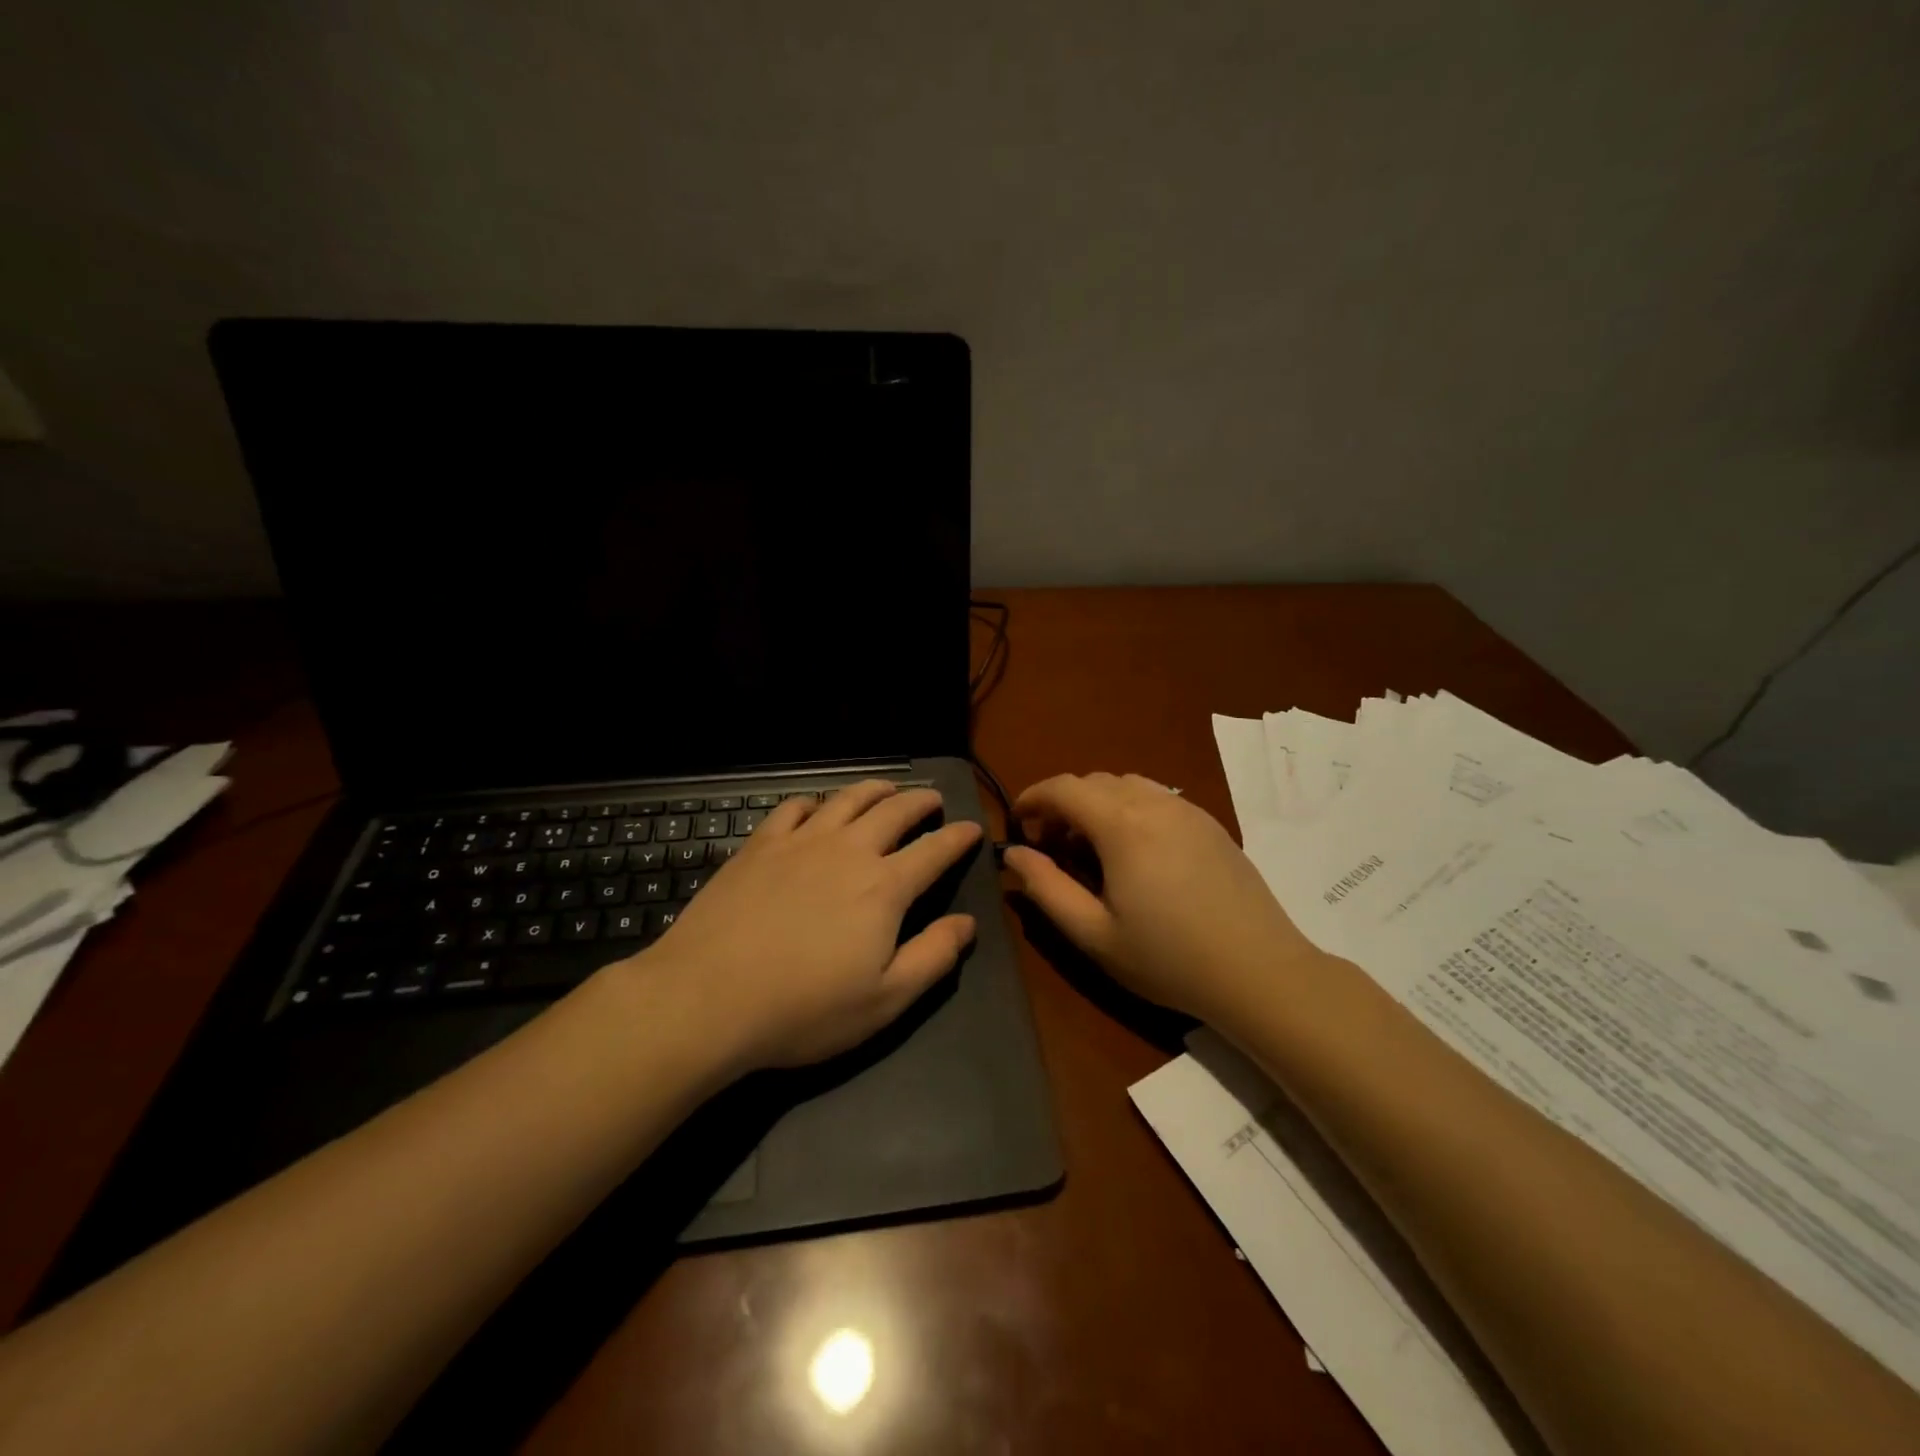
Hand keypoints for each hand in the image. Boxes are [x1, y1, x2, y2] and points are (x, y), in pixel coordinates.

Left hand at [635, 781, 982, 1071]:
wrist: (708, 997)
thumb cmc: (804, 1009)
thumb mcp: (885, 1000)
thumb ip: (933, 957)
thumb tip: (967, 923)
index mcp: (884, 887)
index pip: (934, 850)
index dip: (958, 837)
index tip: (973, 828)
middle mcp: (848, 851)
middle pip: (894, 811)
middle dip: (920, 801)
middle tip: (933, 799)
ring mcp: (800, 842)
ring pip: (846, 799)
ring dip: (874, 790)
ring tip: (886, 789)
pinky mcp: (759, 845)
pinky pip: (794, 808)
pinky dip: (814, 802)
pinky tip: (815, 808)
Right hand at [1003, 772, 1315, 1022]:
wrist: (1260, 972)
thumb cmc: (1168, 958)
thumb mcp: (1094, 933)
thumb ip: (1046, 887)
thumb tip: (1014, 852)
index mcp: (1122, 825)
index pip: (1064, 788)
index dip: (1032, 798)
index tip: (1017, 824)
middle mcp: (1154, 803)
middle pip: (1094, 782)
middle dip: (1063, 804)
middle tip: (1052, 846)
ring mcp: (1188, 809)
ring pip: (1127, 785)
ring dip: (1097, 804)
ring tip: (1093, 848)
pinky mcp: (1211, 823)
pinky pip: (1158, 797)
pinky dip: (1130, 809)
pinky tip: (1136, 853)